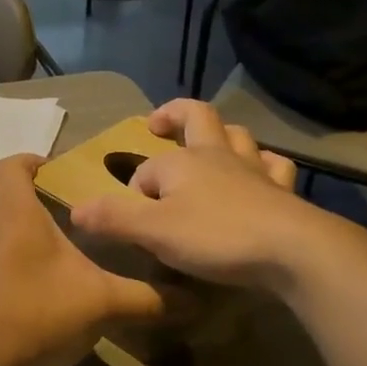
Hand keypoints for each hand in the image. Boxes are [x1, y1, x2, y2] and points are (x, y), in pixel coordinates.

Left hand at [0, 155, 166, 365]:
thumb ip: (147, 299)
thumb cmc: (41, 313)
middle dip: (29, 198)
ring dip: (11, 231)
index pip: (14, 164)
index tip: (56, 173)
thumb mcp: (103, 303)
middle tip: (64, 217)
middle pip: (1, 194)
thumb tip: (194, 302)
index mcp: (14, 210)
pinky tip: (22, 289)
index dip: (34, 162)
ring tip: (46, 254)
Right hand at [70, 101, 333, 291]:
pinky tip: (260, 173)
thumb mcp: (153, 231)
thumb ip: (113, 218)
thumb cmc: (216, 237)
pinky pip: (273, 165)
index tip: (131, 224)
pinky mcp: (282, 190)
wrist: (291, 250)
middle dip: (175, 115)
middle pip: (197, 118)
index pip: (146, 172)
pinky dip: (263, 163)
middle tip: (159, 123)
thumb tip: (75, 209)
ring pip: (237, 135)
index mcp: (182, 162)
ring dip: (222, 134)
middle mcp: (217, 155)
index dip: (134, 193)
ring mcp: (254, 169)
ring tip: (210, 145)